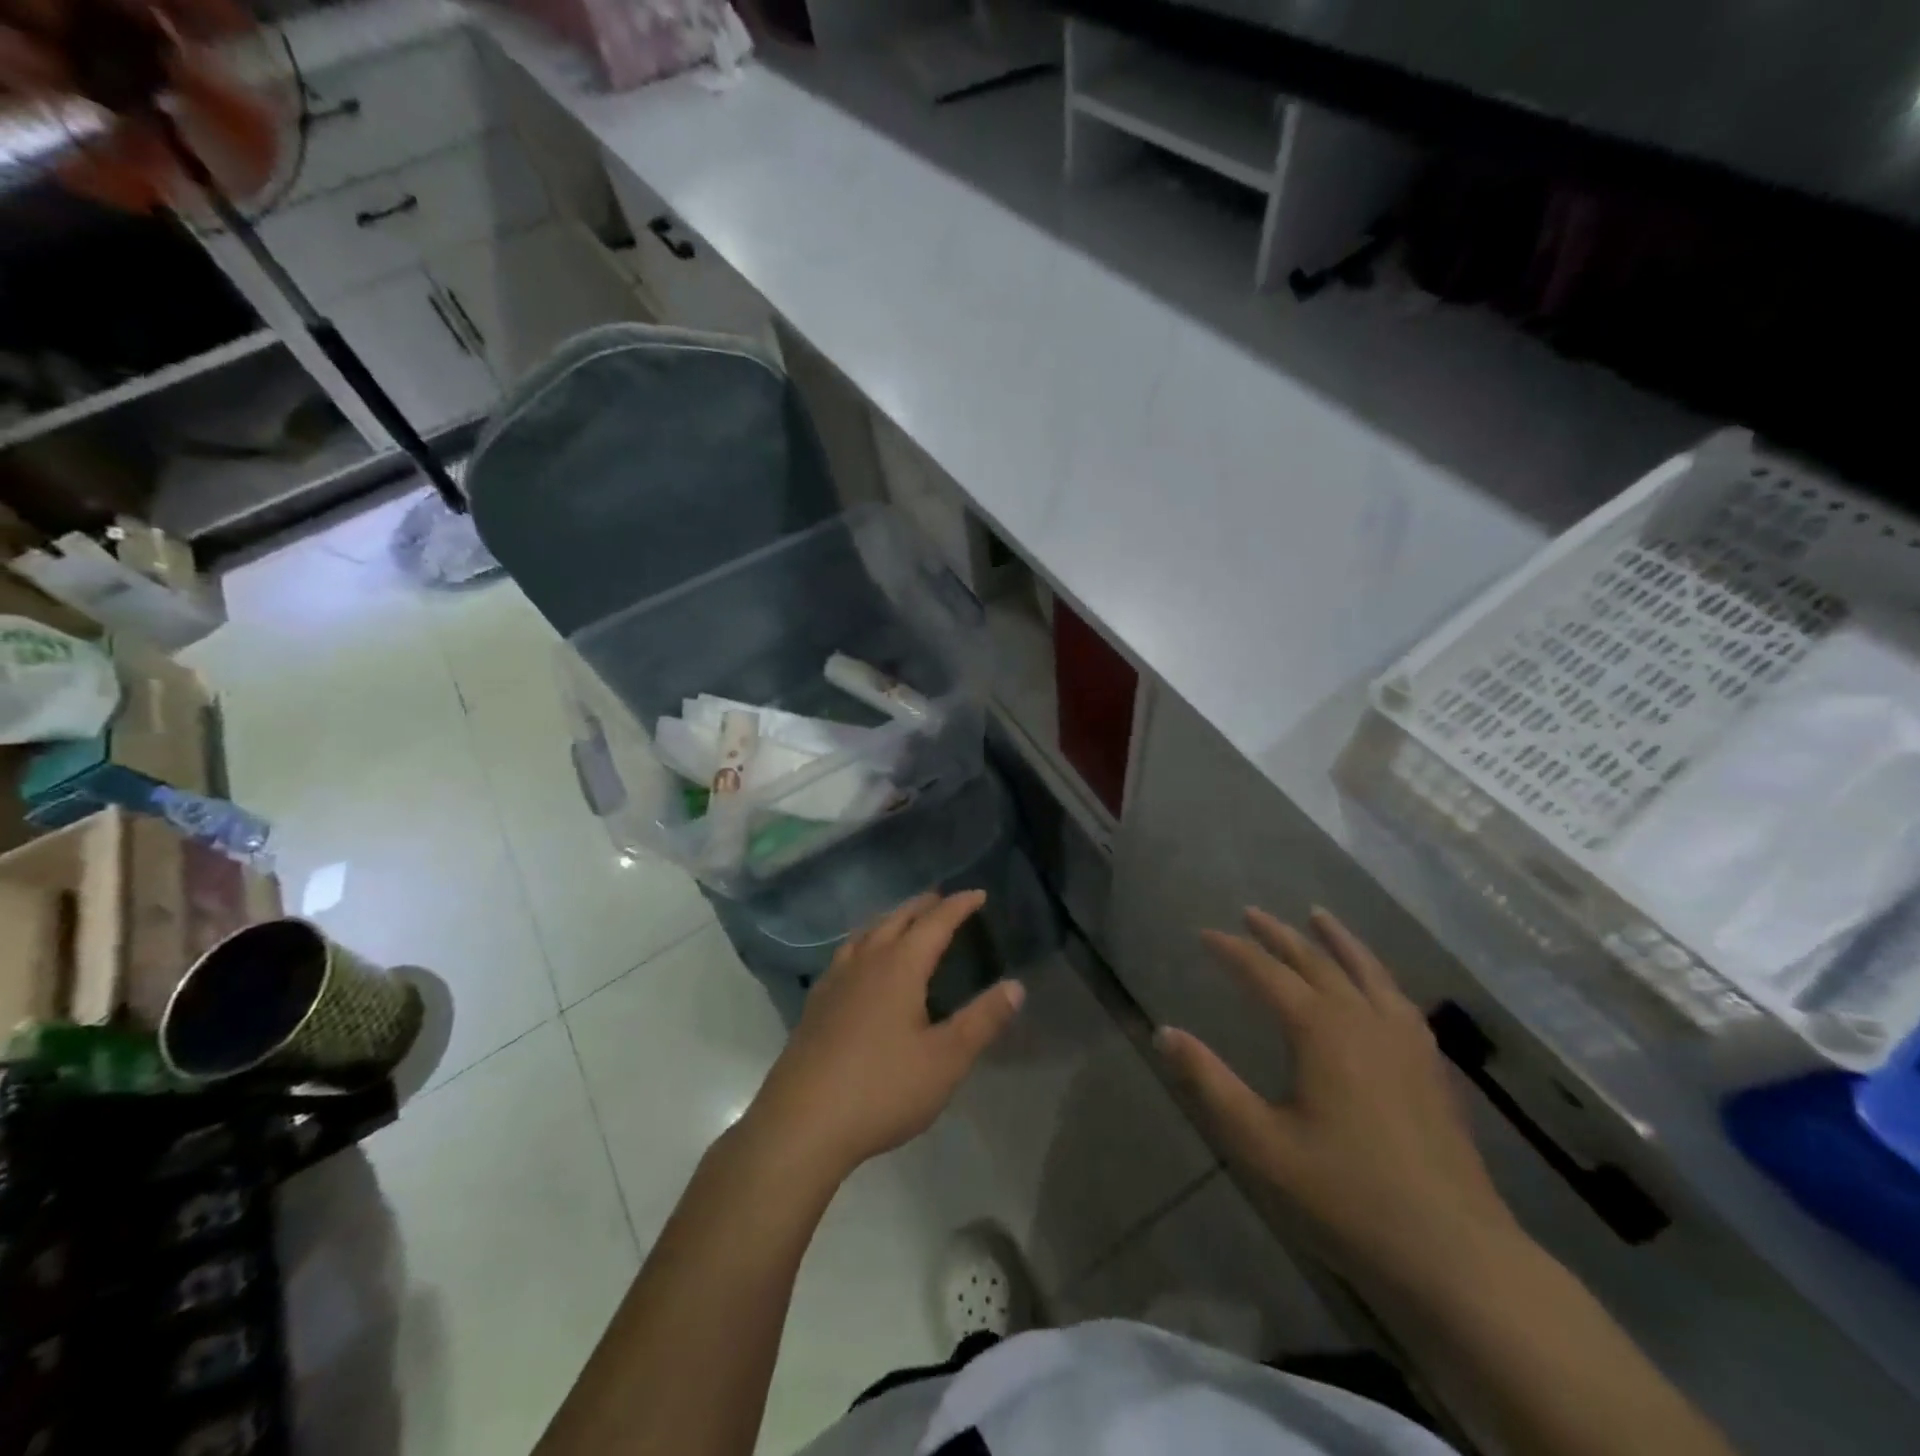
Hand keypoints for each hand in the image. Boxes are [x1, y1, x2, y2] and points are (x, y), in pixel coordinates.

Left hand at [745, 890, 1024, 1181]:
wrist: (801, 1122)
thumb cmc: (882, 1088)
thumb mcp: (945, 1060)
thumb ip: (982, 1020)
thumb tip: (1016, 986)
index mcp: (899, 966)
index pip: (935, 922)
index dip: (959, 906)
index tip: (978, 893)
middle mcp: (866, 962)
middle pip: (897, 919)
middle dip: (923, 905)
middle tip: (943, 899)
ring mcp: (835, 981)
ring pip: (866, 932)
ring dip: (891, 919)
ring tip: (904, 921)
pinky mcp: (816, 1003)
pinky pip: (847, 954)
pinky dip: (865, 942)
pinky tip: (862, 964)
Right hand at [1156, 907, 1520, 1290]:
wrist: (1455, 1256)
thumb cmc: (1345, 1197)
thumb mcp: (1259, 1143)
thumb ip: (1208, 1082)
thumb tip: (1164, 1032)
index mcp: (1321, 1031)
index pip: (1267, 973)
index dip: (1233, 951)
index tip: (1205, 934)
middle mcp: (1364, 1021)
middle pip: (1317, 961)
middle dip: (1279, 935)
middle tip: (1251, 913)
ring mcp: (1406, 1042)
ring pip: (1367, 971)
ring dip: (1337, 940)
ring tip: (1318, 916)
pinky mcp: (1431, 1067)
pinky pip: (1398, 999)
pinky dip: (1377, 974)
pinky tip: (1376, 983)